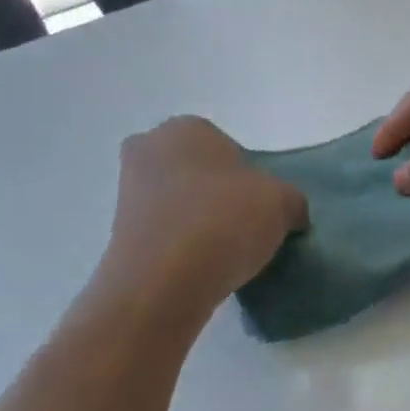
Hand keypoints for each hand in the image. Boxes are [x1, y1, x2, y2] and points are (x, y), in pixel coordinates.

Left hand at [94, 118, 307, 324]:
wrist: (162, 283)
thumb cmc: (223, 221)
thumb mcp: (282, 202)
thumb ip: (292, 200)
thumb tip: (290, 214)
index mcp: (186, 127)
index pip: (229, 147)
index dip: (250, 177)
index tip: (261, 207)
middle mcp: (149, 149)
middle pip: (199, 172)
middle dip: (218, 194)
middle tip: (243, 225)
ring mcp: (128, 192)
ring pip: (179, 202)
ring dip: (199, 221)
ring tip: (225, 253)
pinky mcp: (118, 233)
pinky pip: (164, 233)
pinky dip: (181, 246)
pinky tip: (202, 268)